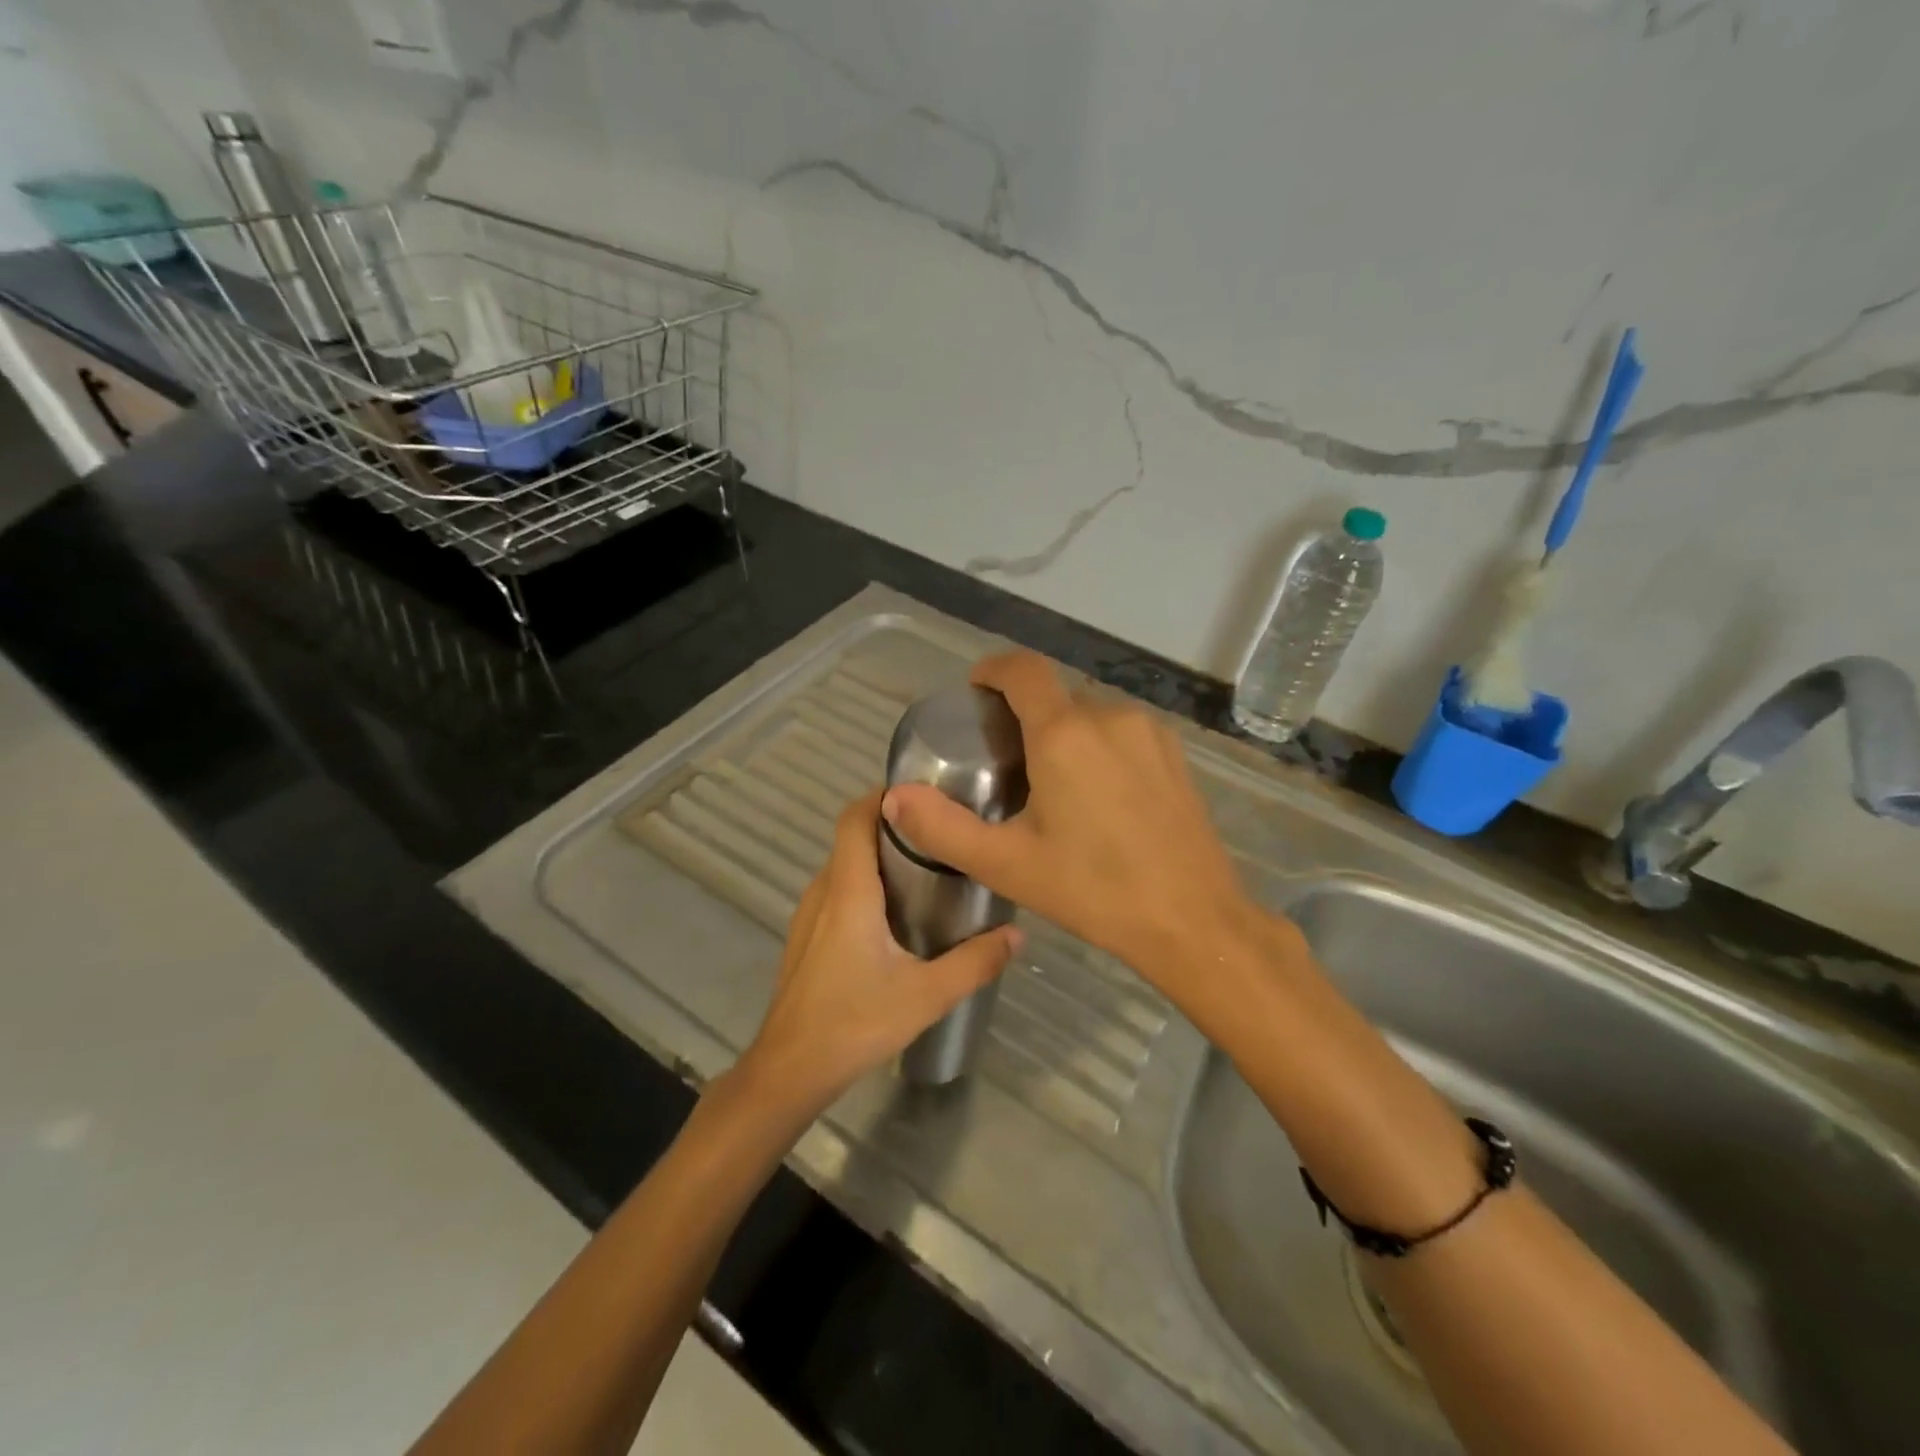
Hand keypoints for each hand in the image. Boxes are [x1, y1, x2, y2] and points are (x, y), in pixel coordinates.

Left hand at [732, 789, 1021, 1116]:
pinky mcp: (806, 936)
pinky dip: (865, 883)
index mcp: (849, 891)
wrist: (789, 1070)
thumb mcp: (926, 995)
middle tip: (941, 834)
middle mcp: (824, 891)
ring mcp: (809, 914)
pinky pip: (837, 890)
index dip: (883, 796)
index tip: (923, 794)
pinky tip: (896, 914)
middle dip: (892, 826)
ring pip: (844, 865)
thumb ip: (974, 963)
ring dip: (879, 856)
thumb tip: (1017, 935)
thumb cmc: (854, 1023)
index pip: (855, 818)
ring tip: (927, 868)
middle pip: (852, 837)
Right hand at [883, 651, 1275, 982]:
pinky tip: (1099, 797)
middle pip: (1055, 695)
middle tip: (1005, 763)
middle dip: (1025, 714)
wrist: (1193, 920)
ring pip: (1090, 714)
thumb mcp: (1007, 864)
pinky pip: (1123, 732)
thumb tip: (894, 797)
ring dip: (1063, 733)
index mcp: (1064, 734)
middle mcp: (1109, 717)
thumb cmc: (1094, 890)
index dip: (993, 670)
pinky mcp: (1175, 754)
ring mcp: (1149, 733)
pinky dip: (1098, 746)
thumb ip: (942, 828)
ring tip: (1050, 785)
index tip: (975, 691)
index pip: (1023, 669)